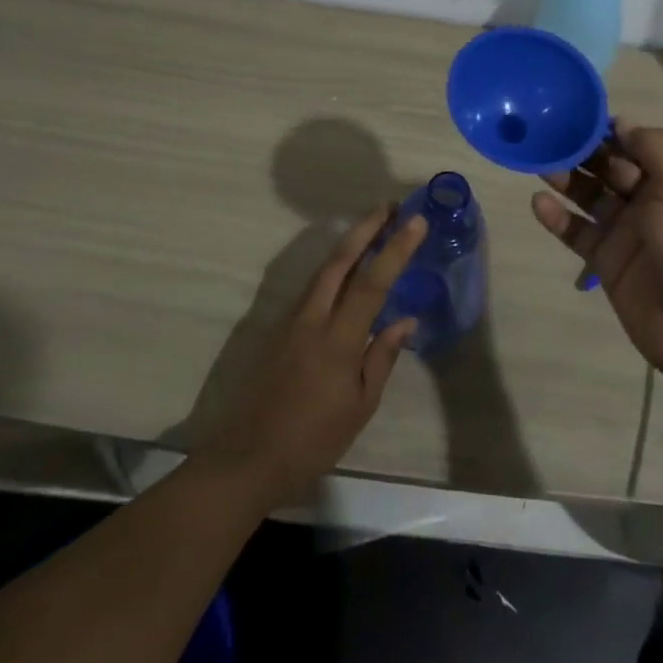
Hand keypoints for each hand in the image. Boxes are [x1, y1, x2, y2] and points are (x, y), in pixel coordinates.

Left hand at [202, 207, 427, 505]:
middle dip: (366, 227)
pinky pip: (312, 286)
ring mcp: (291, 319)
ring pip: (323, 269)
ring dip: (349, 243)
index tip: (416, 220)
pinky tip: (344, 269)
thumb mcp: (359, 407)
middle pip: (340, 260)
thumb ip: (381, 357)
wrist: (247, 457)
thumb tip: (405, 320)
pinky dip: (333, 267)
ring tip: (372, 227)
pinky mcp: (278, 327)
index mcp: (338, 338)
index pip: (373, 282)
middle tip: (390, 205)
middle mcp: (312, 318)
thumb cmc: (312, 440)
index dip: (396, 248)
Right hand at [532, 121, 662, 408]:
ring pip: (591, 196)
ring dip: (567, 179)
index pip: (640, 143)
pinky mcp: (610, 262)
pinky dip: (558, 218)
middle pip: (612, 166)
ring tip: (537, 162)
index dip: (610, 129)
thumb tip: (621, 121)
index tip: (575, 114)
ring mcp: (631, 232)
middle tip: (546, 134)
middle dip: (582, 150)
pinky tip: (537, 202)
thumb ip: (652, 148)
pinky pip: (579, 233)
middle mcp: (656, 200)